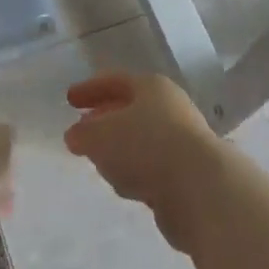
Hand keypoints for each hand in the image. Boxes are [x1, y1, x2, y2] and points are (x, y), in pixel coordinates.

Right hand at [64, 73, 225, 250]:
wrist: (199, 186)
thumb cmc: (146, 146)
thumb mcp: (101, 135)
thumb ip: (84, 133)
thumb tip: (76, 133)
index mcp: (152, 87)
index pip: (116, 81)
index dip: (91, 89)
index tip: (70, 99)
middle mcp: (170, 108)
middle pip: (132, 109)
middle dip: (106, 118)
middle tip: (83, 129)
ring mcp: (181, 141)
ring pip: (141, 139)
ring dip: (120, 148)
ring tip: (99, 159)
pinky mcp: (185, 173)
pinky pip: (151, 166)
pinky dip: (135, 171)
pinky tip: (124, 184)